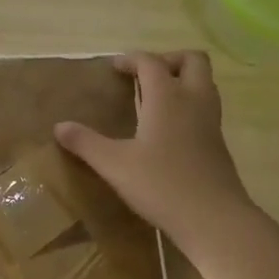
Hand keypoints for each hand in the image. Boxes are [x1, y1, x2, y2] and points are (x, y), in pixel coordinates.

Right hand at [54, 51, 252, 249]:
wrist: (213, 218)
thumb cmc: (161, 185)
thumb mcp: (114, 165)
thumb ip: (86, 143)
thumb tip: (59, 127)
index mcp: (167, 98)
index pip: (151, 62)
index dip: (132, 59)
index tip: (114, 67)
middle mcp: (194, 101)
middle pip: (193, 60)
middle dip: (169, 59)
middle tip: (145, 76)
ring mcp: (211, 122)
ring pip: (205, 83)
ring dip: (183, 80)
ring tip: (156, 99)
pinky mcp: (218, 143)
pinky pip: (206, 107)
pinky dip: (189, 105)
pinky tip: (169, 129)